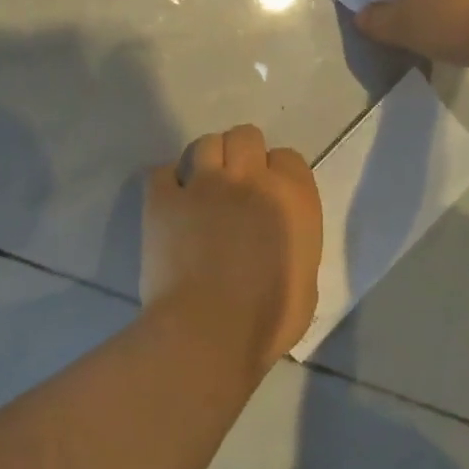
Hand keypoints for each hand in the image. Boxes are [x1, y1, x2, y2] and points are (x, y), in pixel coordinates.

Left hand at [142, 125, 322, 367]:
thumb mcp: (306, 281)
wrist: (210, 331)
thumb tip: (280, 241)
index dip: (277, 173)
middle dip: (241, 154)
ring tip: (201, 188)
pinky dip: (167, 182)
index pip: (289, 158)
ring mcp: (203, 184)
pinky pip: (162, 171)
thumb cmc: (268, 319)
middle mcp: (250, 179)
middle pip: (245, 136)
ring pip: (205, 143)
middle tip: (235, 185)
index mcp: (292, 199)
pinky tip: (170, 202)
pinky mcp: (163, 199)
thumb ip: (296, 245)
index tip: (269, 195)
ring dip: (206, 161)